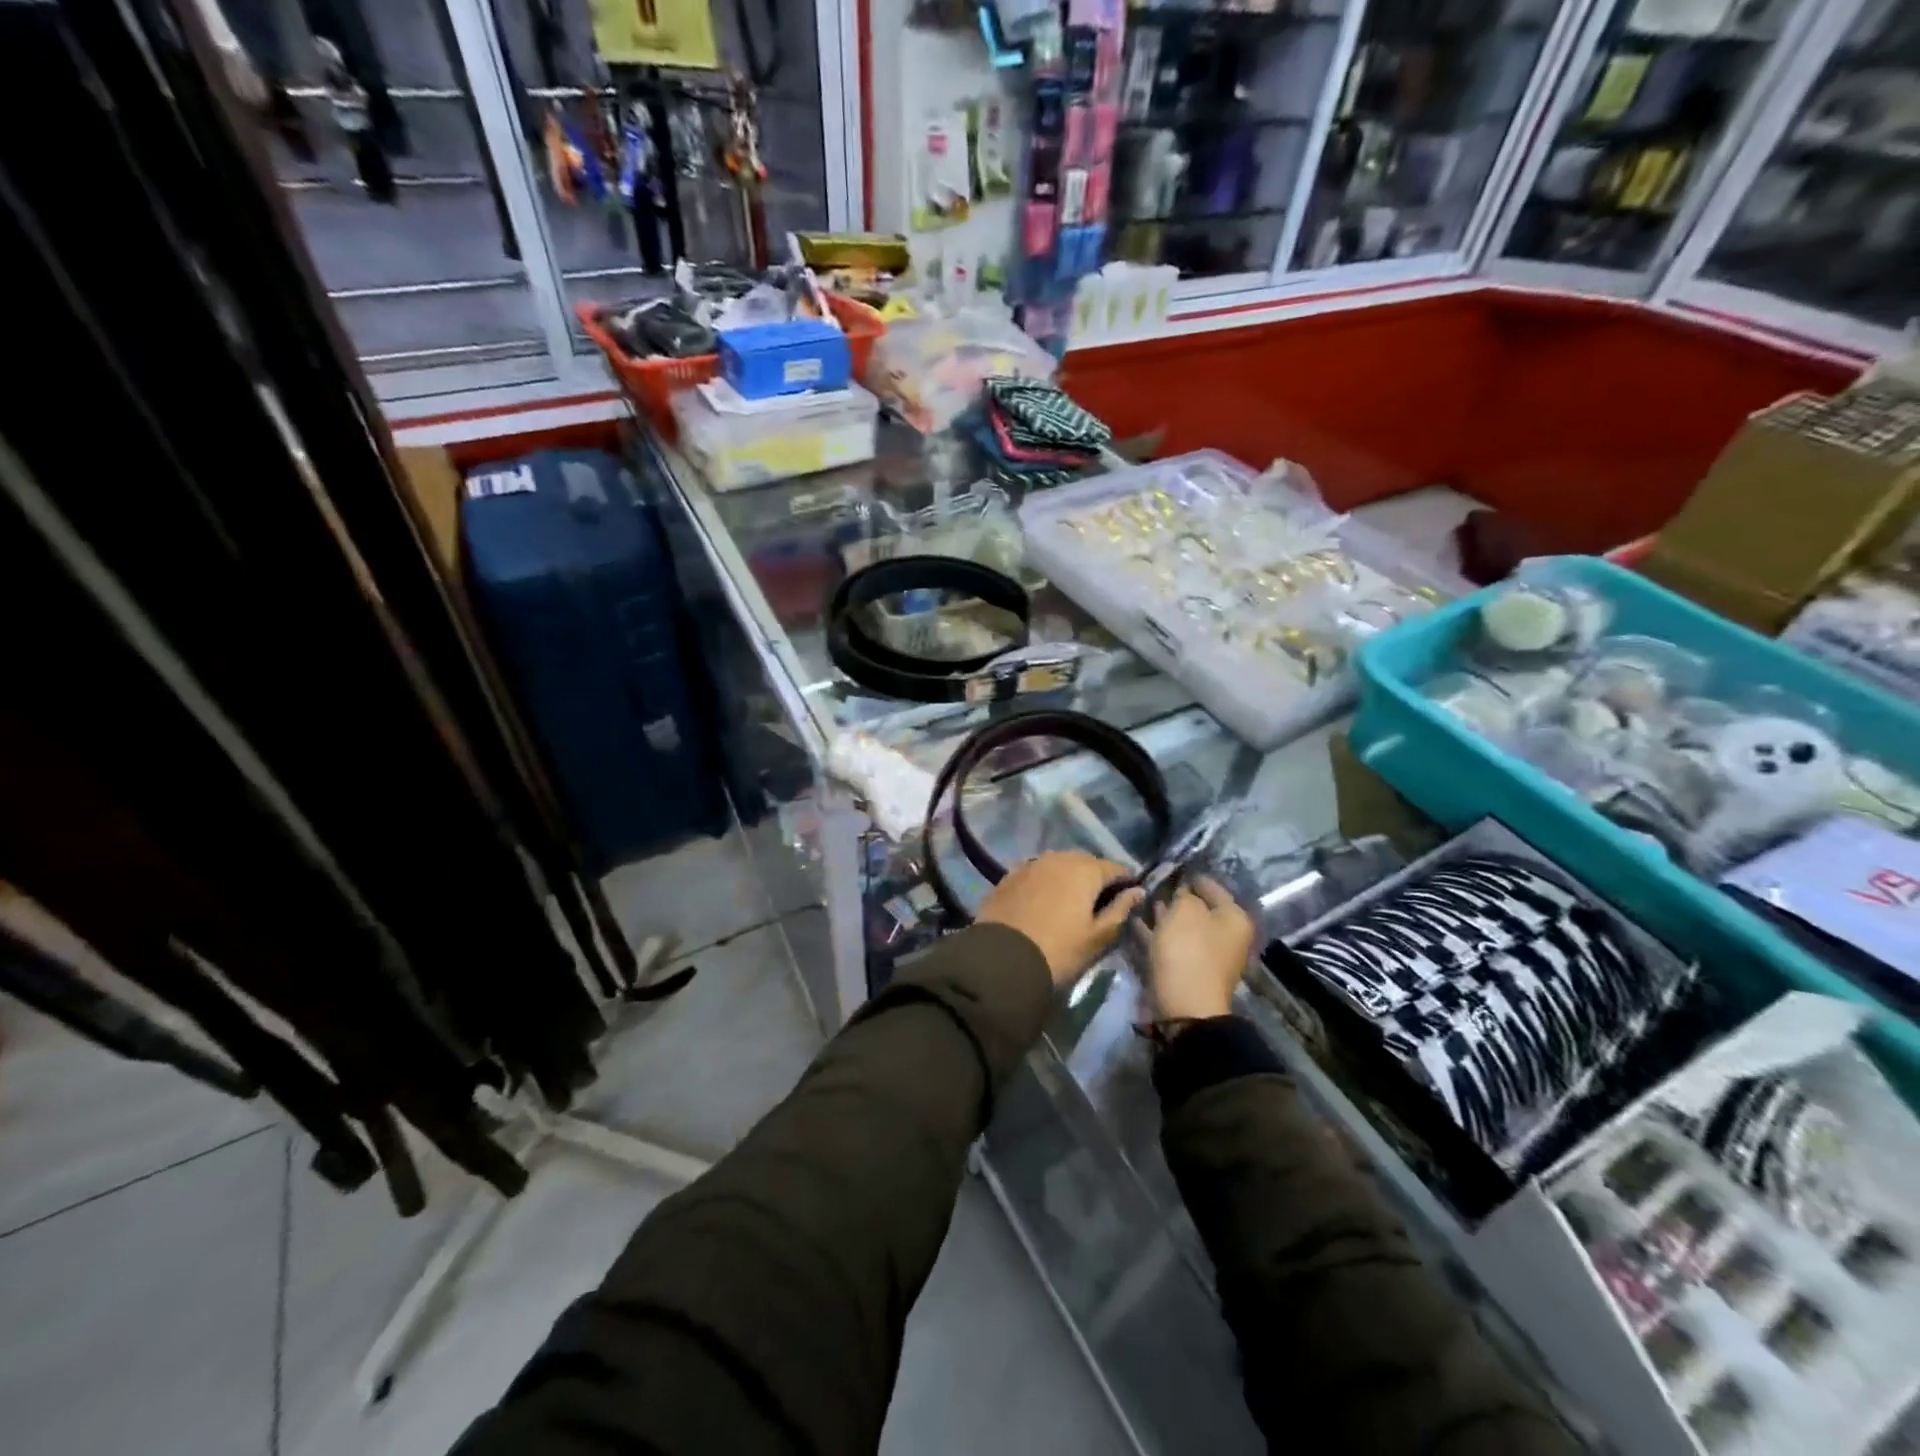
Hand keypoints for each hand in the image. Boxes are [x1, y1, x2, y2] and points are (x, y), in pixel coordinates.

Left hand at [978, 851, 1142, 988]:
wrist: (1002, 958)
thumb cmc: (1059, 950)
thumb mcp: (1097, 936)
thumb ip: (1120, 910)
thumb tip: (1137, 891)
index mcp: (1085, 870)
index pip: (1115, 868)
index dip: (1125, 881)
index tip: (1129, 897)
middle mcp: (1058, 858)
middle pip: (1085, 862)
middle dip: (1096, 877)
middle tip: (1099, 902)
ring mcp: (1031, 864)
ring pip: (1059, 864)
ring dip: (1069, 877)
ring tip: (1072, 901)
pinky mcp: (1009, 875)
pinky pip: (1036, 872)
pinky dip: (1045, 881)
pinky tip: (1044, 900)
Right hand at [1146, 877, 1254, 1021]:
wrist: (1184, 1006)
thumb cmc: (1189, 950)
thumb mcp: (1185, 910)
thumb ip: (1184, 894)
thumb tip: (1183, 891)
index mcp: (1234, 918)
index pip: (1212, 886)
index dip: (1191, 875)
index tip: (1169, 867)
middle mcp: (1225, 936)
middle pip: (1198, 908)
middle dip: (1176, 897)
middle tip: (1152, 883)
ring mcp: (1206, 955)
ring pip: (1182, 927)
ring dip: (1164, 915)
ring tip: (1141, 900)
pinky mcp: (1186, 970)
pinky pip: (1170, 944)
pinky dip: (1156, 934)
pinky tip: (1137, 922)